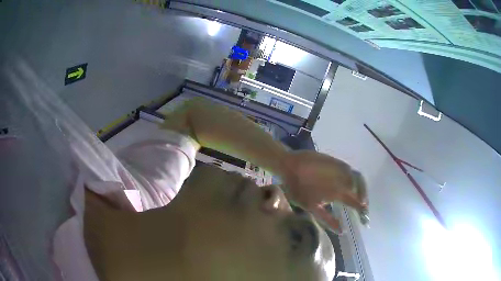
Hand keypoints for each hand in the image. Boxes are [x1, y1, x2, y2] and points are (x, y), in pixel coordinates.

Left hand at [281, 151, 367, 233]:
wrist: (289, 165)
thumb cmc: (298, 189)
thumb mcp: (311, 208)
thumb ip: (328, 219)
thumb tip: (342, 231)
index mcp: (338, 192)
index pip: (356, 202)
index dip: (362, 210)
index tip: (365, 218)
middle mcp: (343, 178)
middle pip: (361, 187)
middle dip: (365, 198)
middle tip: (363, 207)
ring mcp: (340, 167)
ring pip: (358, 177)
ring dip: (361, 187)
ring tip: (359, 196)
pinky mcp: (335, 160)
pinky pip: (350, 169)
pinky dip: (354, 177)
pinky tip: (349, 183)